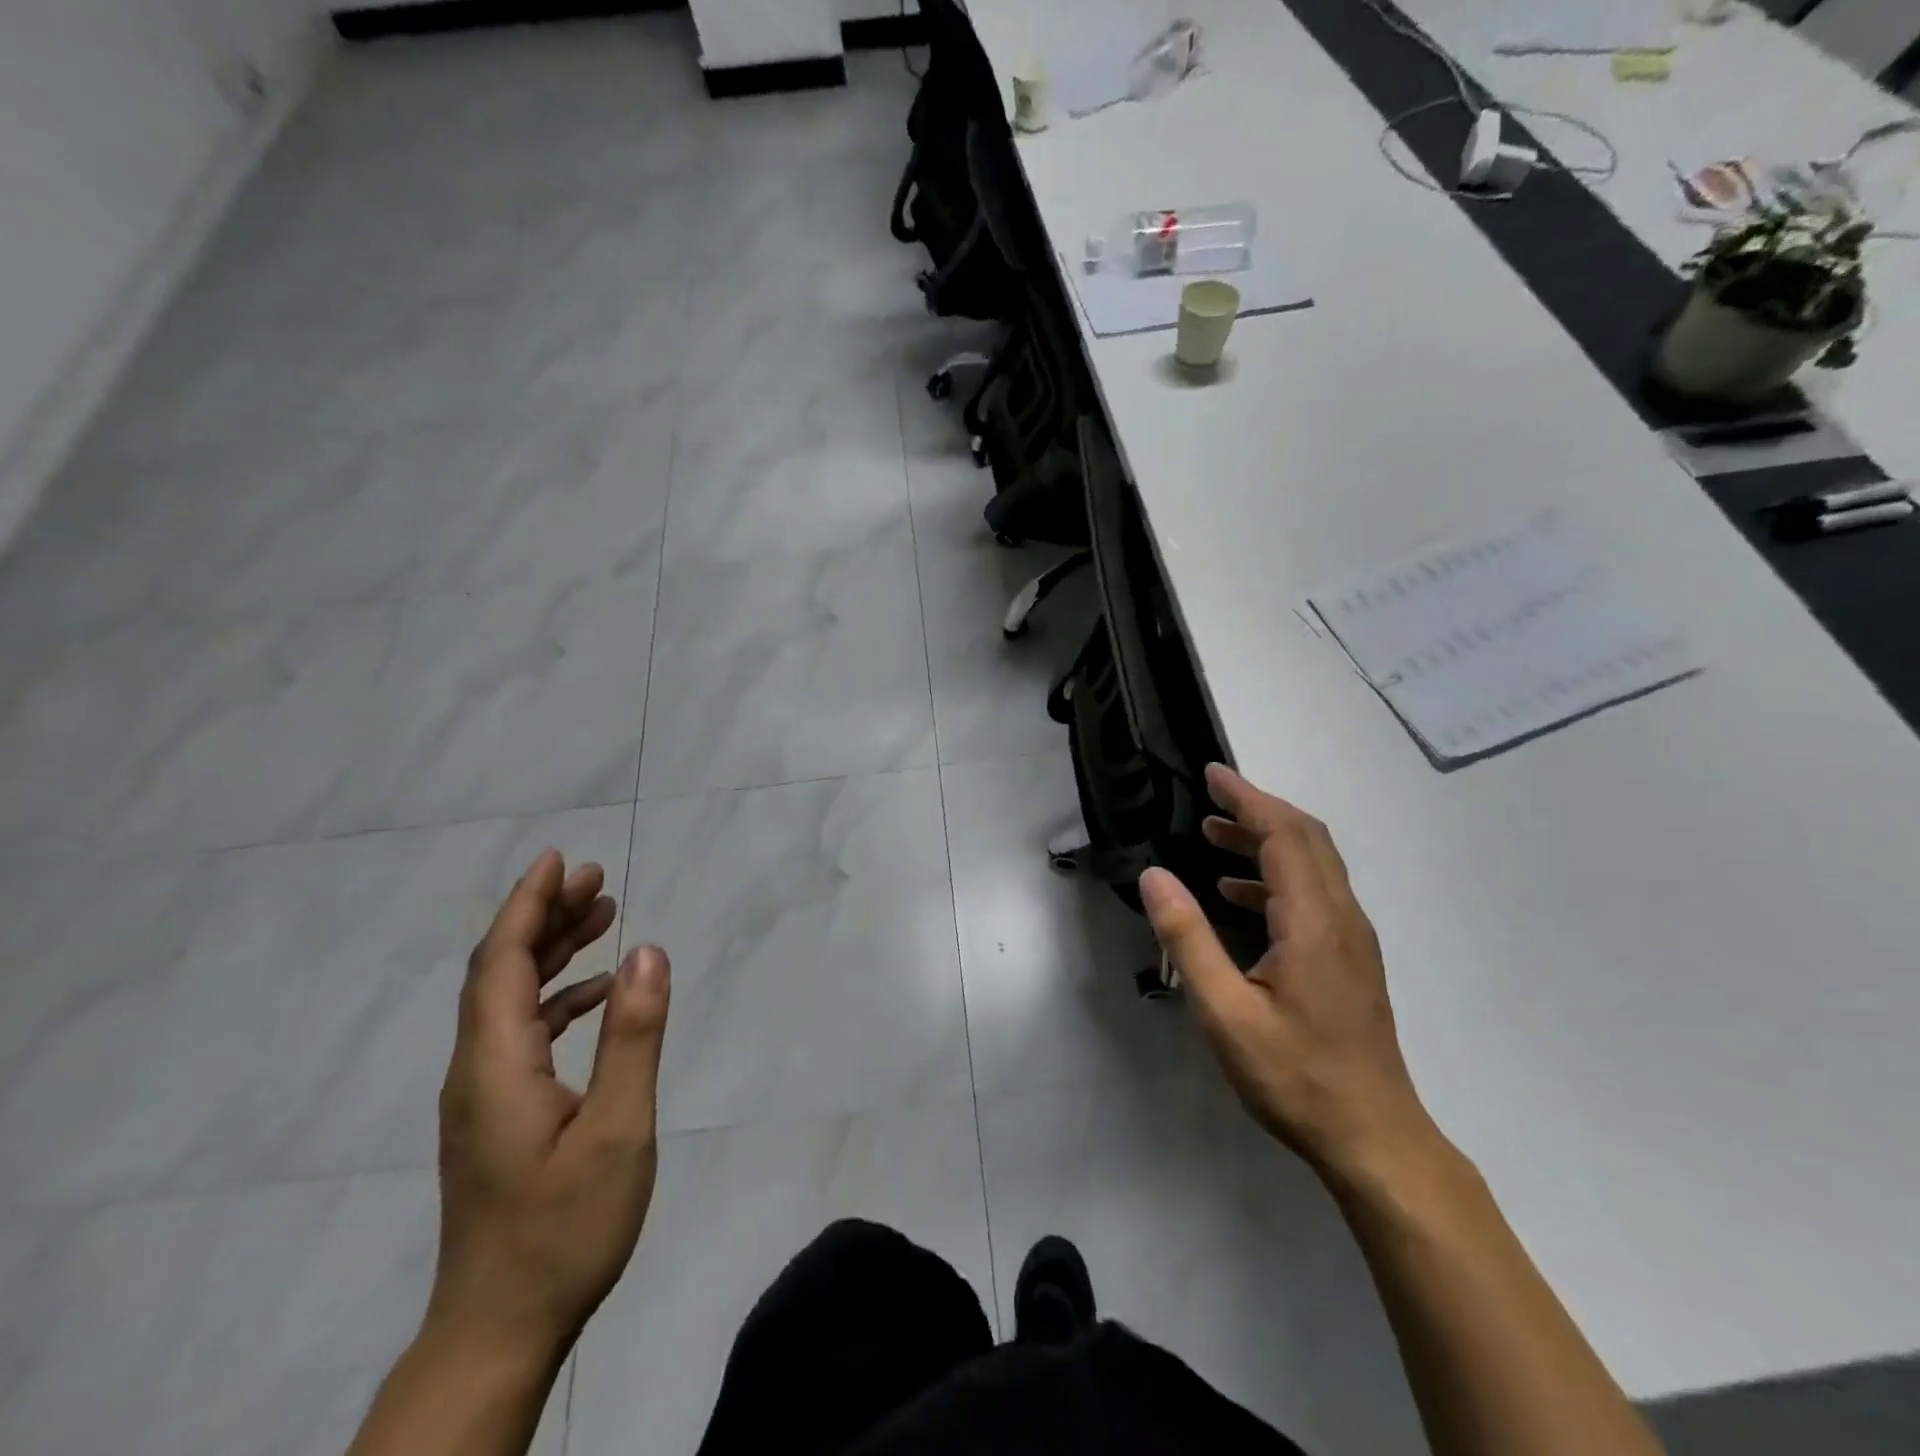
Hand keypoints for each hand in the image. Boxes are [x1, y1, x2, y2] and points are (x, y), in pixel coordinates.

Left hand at [429, 850, 671, 1364]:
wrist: (499, 1331)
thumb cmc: (564, 1229)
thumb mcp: (618, 1129)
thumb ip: (633, 1036)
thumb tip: (648, 951)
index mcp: (496, 1065)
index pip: (500, 963)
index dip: (527, 905)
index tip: (558, 860)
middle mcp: (477, 1071)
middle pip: (500, 973)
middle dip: (544, 918)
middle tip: (596, 879)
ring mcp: (483, 1096)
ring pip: (510, 1001)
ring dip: (551, 954)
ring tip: (602, 918)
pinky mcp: (497, 1116)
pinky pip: (522, 1033)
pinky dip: (557, 998)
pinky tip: (597, 995)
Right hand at [1139, 765, 1434, 1186]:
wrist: (1374, 1138)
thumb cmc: (1295, 1076)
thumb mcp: (1225, 1012)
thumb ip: (1188, 938)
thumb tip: (1154, 876)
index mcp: (1314, 921)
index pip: (1283, 835)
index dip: (1247, 798)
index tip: (1211, 774)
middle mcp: (1341, 917)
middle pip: (1306, 838)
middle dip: (1258, 808)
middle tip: (1211, 795)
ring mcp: (1351, 938)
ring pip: (1314, 864)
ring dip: (1267, 839)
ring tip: (1216, 835)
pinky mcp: (1350, 958)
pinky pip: (1315, 892)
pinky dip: (1276, 875)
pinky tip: (1238, 894)